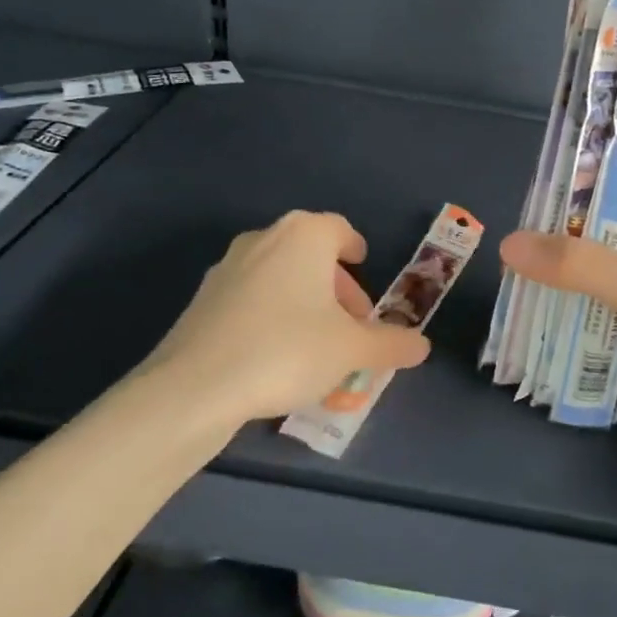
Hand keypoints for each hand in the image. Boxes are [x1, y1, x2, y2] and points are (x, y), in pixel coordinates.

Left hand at [136, 211, 430, 427]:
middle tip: (352, 324)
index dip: (355, 248)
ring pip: (279, 278)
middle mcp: (263, 240)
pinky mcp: (202, 301)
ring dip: (304, 303)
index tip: (364, 266)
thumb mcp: (353, 350)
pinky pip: (251, 301)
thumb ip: (391, 344)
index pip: (339, 229)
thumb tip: (421, 346)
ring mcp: (226, 268)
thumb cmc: (288, 350)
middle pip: (309, 255)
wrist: (195, 387)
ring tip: (319, 346)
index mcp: (303, 236)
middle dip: (335, 287)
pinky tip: (278, 359)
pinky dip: (272, 317)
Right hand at [500, 199, 616, 462]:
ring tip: (517, 273)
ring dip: (568, 277)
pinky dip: (578, 309)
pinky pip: (606, 308)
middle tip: (518, 242)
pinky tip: (541, 309)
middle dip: (567, 239)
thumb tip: (508, 244)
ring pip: (606, 273)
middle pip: (612, 231)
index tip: (539, 197)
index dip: (587, 188)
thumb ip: (576, 262)